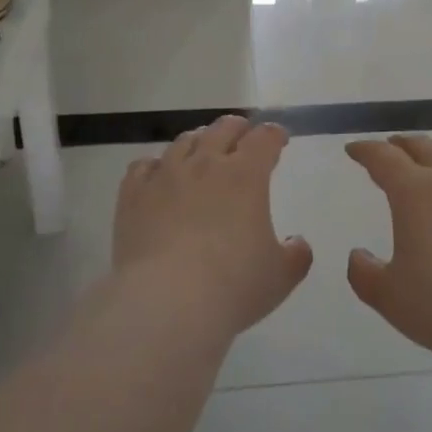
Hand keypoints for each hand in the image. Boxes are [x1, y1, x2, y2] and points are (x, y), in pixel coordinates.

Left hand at [114, 116, 312, 335]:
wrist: (166, 302)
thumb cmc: (232, 286)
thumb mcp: (280, 277)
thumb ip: (295, 255)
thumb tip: (297, 244)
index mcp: (245, 175)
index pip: (264, 138)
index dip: (274, 135)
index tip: (278, 140)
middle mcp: (205, 163)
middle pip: (223, 128)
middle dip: (238, 129)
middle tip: (243, 137)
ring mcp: (165, 175)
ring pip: (184, 141)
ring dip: (199, 141)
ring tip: (202, 151)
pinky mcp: (133, 194)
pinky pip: (144, 166)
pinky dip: (156, 166)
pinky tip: (159, 176)